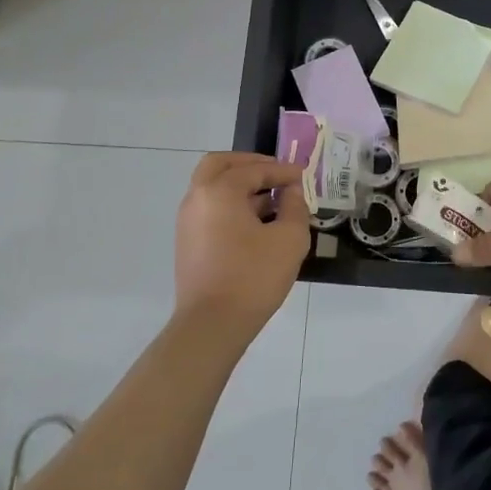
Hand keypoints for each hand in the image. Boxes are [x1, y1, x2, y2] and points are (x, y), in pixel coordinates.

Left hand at [173, 153, 308, 331]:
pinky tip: (256, 223)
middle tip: (275, 173)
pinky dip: (231, 204)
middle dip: (249, 164)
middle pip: (220, 165)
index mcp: (219, 191)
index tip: (303, 176)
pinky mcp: (188, 242)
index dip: (282, 170)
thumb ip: (295, 206)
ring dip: (240, 185)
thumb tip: (291, 191)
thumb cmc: (253, 277)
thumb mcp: (289, 239)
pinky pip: (210, 209)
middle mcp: (197, 198)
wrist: (212, 325)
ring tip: (271, 200)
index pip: (254, 169)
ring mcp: (187, 221)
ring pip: (212, 187)